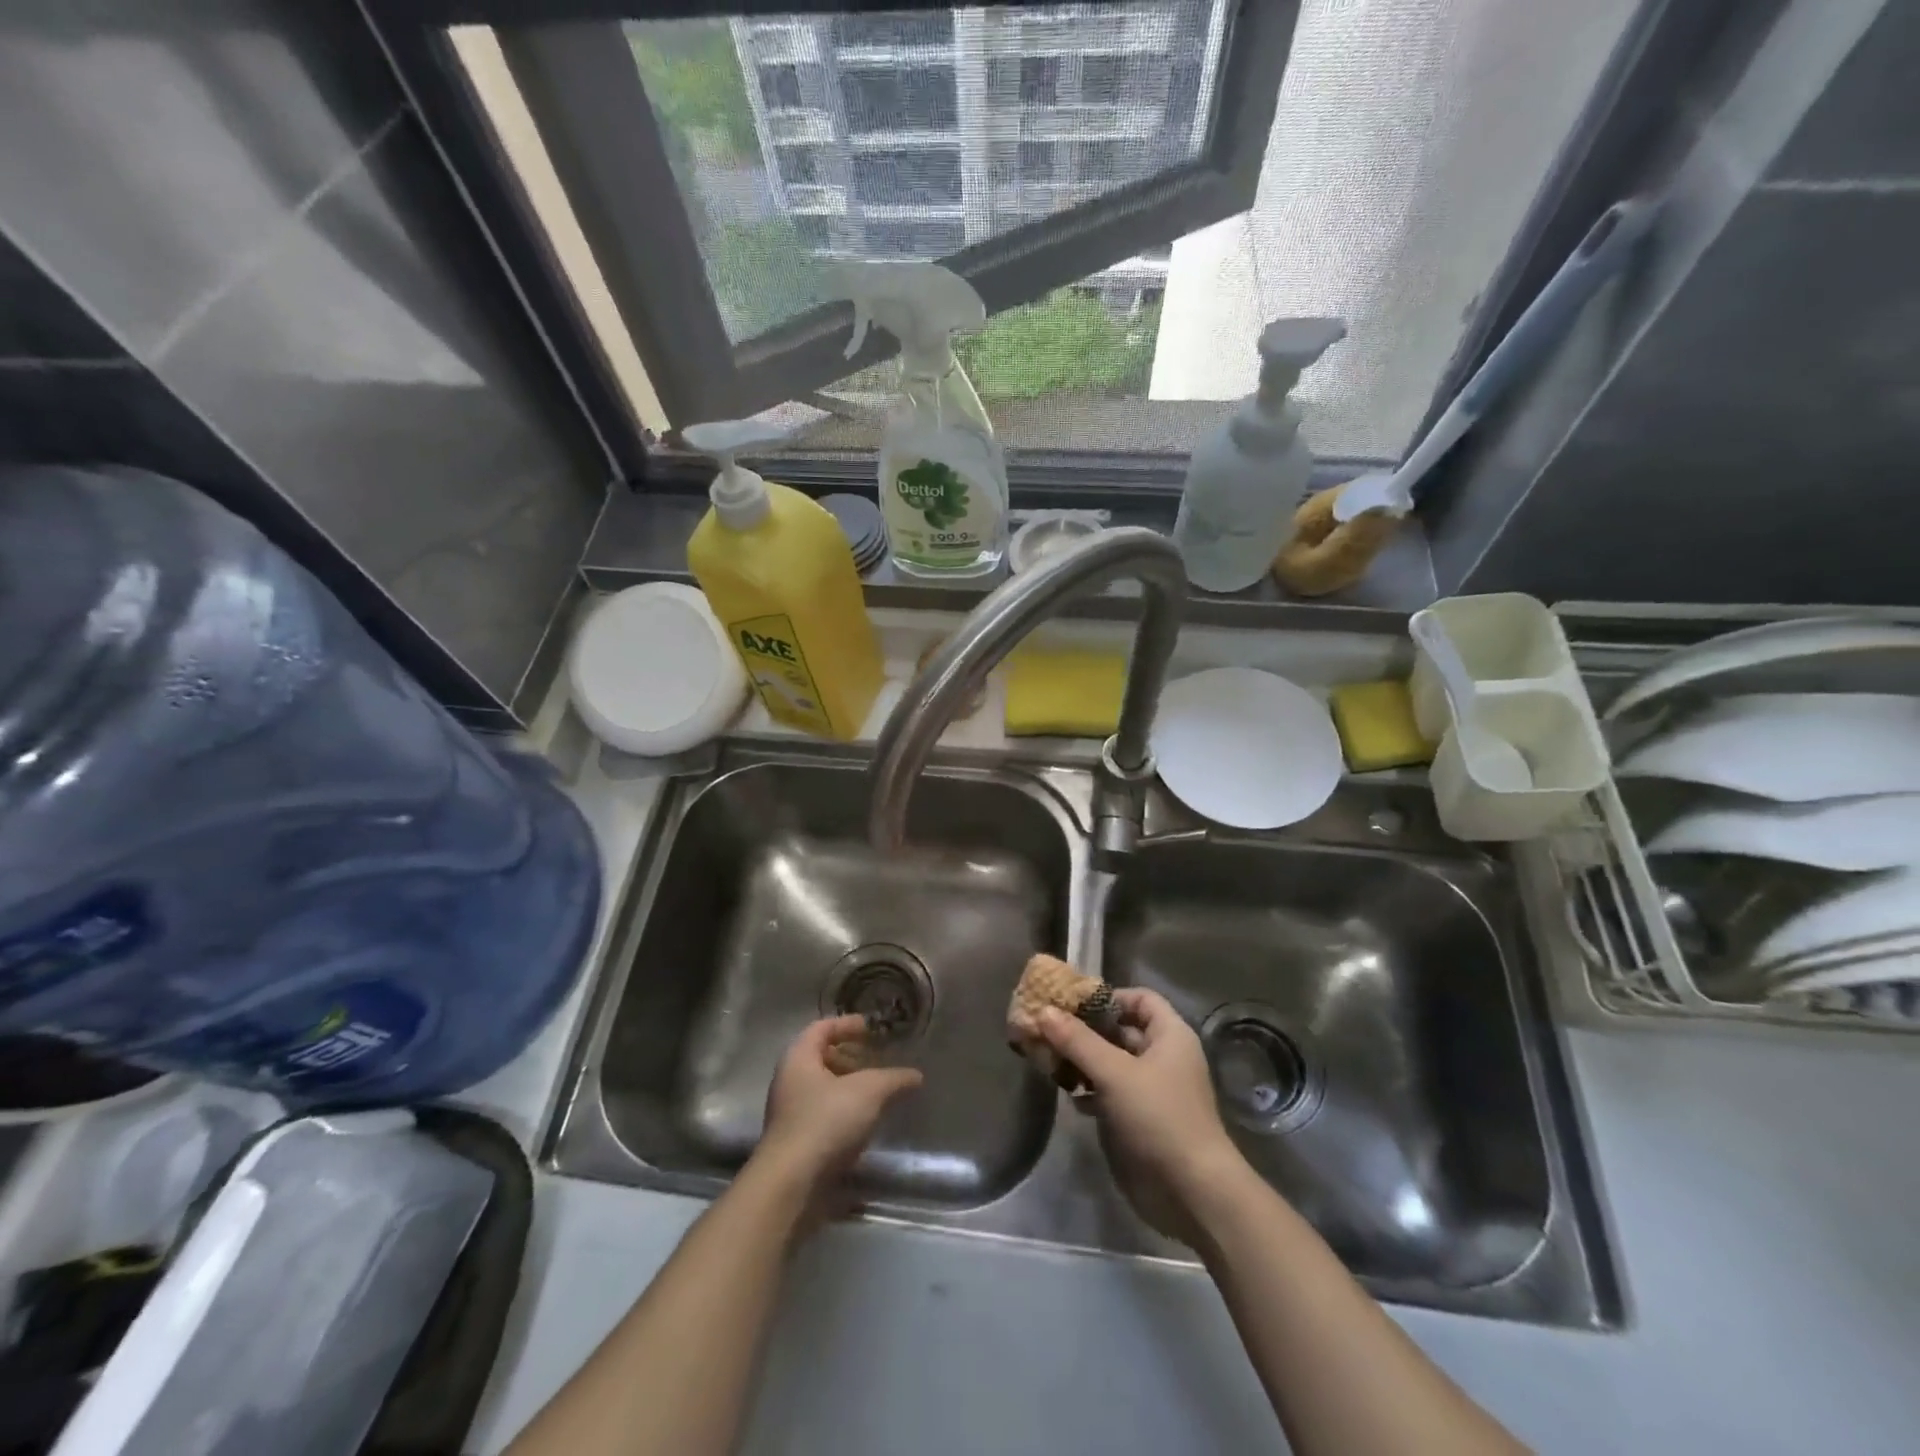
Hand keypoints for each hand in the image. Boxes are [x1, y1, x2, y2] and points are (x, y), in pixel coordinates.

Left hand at [752, 1015, 922, 1211]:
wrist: (791, 1185)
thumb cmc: (826, 1121)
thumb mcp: (869, 1092)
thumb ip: (894, 1079)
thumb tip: (915, 1076)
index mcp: (799, 1058)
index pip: (822, 1028)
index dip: (847, 1024)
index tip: (871, 1028)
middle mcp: (789, 1081)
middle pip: (820, 1058)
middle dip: (850, 1058)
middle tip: (877, 1061)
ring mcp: (789, 1114)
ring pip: (822, 1089)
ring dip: (848, 1088)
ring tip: (877, 1094)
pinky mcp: (796, 1143)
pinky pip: (822, 1116)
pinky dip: (844, 1113)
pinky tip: (865, 1125)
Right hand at [1037, 989, 1244, 1244]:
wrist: (1192, 1192)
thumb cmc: (1159, 1117)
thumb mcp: (1114, 1073)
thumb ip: (1077, 1041)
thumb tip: (1044, 1010)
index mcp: (1170, 1035)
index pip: (1139, 998)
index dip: (1108, 997)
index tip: (1072, 1003)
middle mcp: (1163, 1056)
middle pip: (1121, 1030)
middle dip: (1085, 1029)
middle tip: (1047, 1027)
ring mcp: (1153, 1090)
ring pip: (1113, 1062)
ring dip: (1083, 1060)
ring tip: (1047, 1057)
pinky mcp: (1141, 1119)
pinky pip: (1111, 1092)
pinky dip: (1090, 1089)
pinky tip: (1068, 1094)